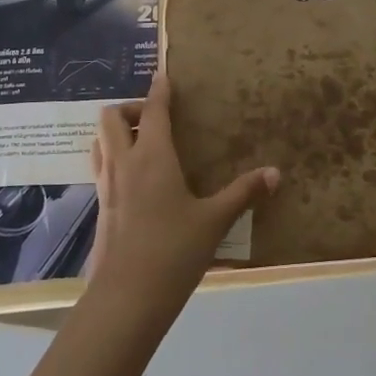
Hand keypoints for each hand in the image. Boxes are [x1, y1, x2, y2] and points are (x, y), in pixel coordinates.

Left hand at [86, 73, 279, 323]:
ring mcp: (106, 186)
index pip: (152, 110)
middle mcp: (123, 163)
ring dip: (116, 132)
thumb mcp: (214, 221)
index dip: (159, 90)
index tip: (164, 77)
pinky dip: (113, 157)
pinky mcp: (99, 208)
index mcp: (152, 157)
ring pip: (99, 141)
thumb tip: (276, 173)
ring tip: (142, 142)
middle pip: (110, 117)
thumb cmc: (173, 251)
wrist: (126, 299)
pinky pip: (100, 167)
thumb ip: (243, 193)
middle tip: (155, 119)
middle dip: (131, 108)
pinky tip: (135, 178)